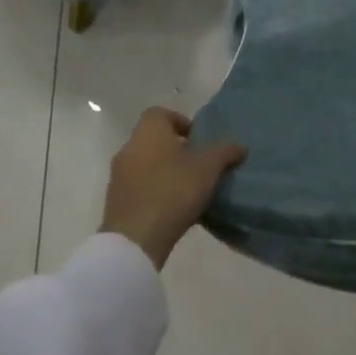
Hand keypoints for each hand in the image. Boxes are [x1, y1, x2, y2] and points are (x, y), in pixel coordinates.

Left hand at [99, 107, 246, 269]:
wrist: (134, 240)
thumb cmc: (172, 191)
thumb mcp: (208, 168)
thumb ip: (225, 152)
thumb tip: (240, 146)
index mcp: (148, 132)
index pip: (160, 113)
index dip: (180, 122)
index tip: (197, 139)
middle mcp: (128, 149)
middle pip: (153, 140)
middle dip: (175, 149)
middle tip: (198, 164)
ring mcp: (118, 177)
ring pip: (145, 164)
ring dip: (164, 171)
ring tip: (188, 189)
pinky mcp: (115, 203)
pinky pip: (138, 188)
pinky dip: (154, 191)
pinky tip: (172, 208)